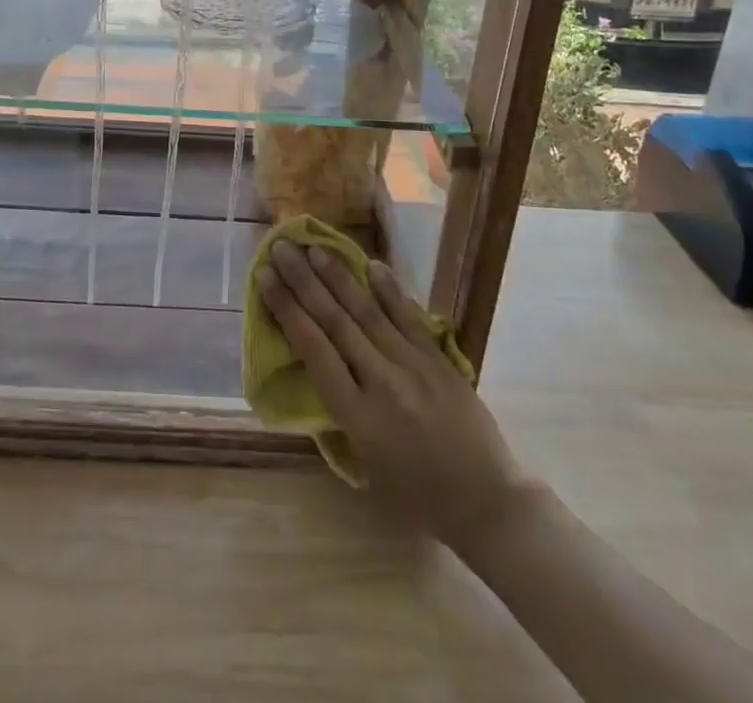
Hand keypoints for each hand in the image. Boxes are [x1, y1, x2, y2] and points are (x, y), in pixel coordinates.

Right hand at [257, 241, 532, 554]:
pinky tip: (370, 264)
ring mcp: (414, 366)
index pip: (313, 350)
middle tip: (281, 248)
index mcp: (358, 417)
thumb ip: (341, 416)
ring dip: (338, 276)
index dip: (286, 310)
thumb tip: (319, 371)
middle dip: (304, 281)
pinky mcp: (439, 360)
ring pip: (368, 312)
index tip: (265, 278)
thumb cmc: (419, 498)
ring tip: (314, 248)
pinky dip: (389, 290)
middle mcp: (382, 383)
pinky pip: (408, 317)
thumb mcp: (366, 467)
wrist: (488, 503)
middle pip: (335, 321)